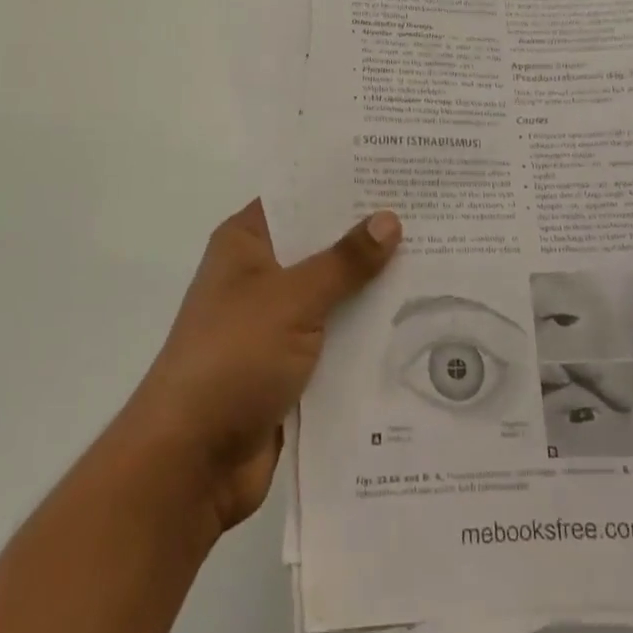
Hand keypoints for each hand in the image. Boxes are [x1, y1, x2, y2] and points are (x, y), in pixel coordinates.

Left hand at [124, 200, 402, 532]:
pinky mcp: (291, 367)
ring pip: (334, 294)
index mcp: (246, 243)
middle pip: (322, 246)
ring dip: (374, 288)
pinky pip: (338, 338)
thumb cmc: (233, 357)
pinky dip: (368, 333)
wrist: (192, 462)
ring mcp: (275, 323)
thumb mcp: (292, 299)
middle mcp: (260, 275)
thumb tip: (390, 219)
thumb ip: (344, 261)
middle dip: (369, 237)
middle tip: (431, 215)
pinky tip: (419, 321)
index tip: (394, 170)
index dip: (343, 184)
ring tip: (440, 260)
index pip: (300, 198)